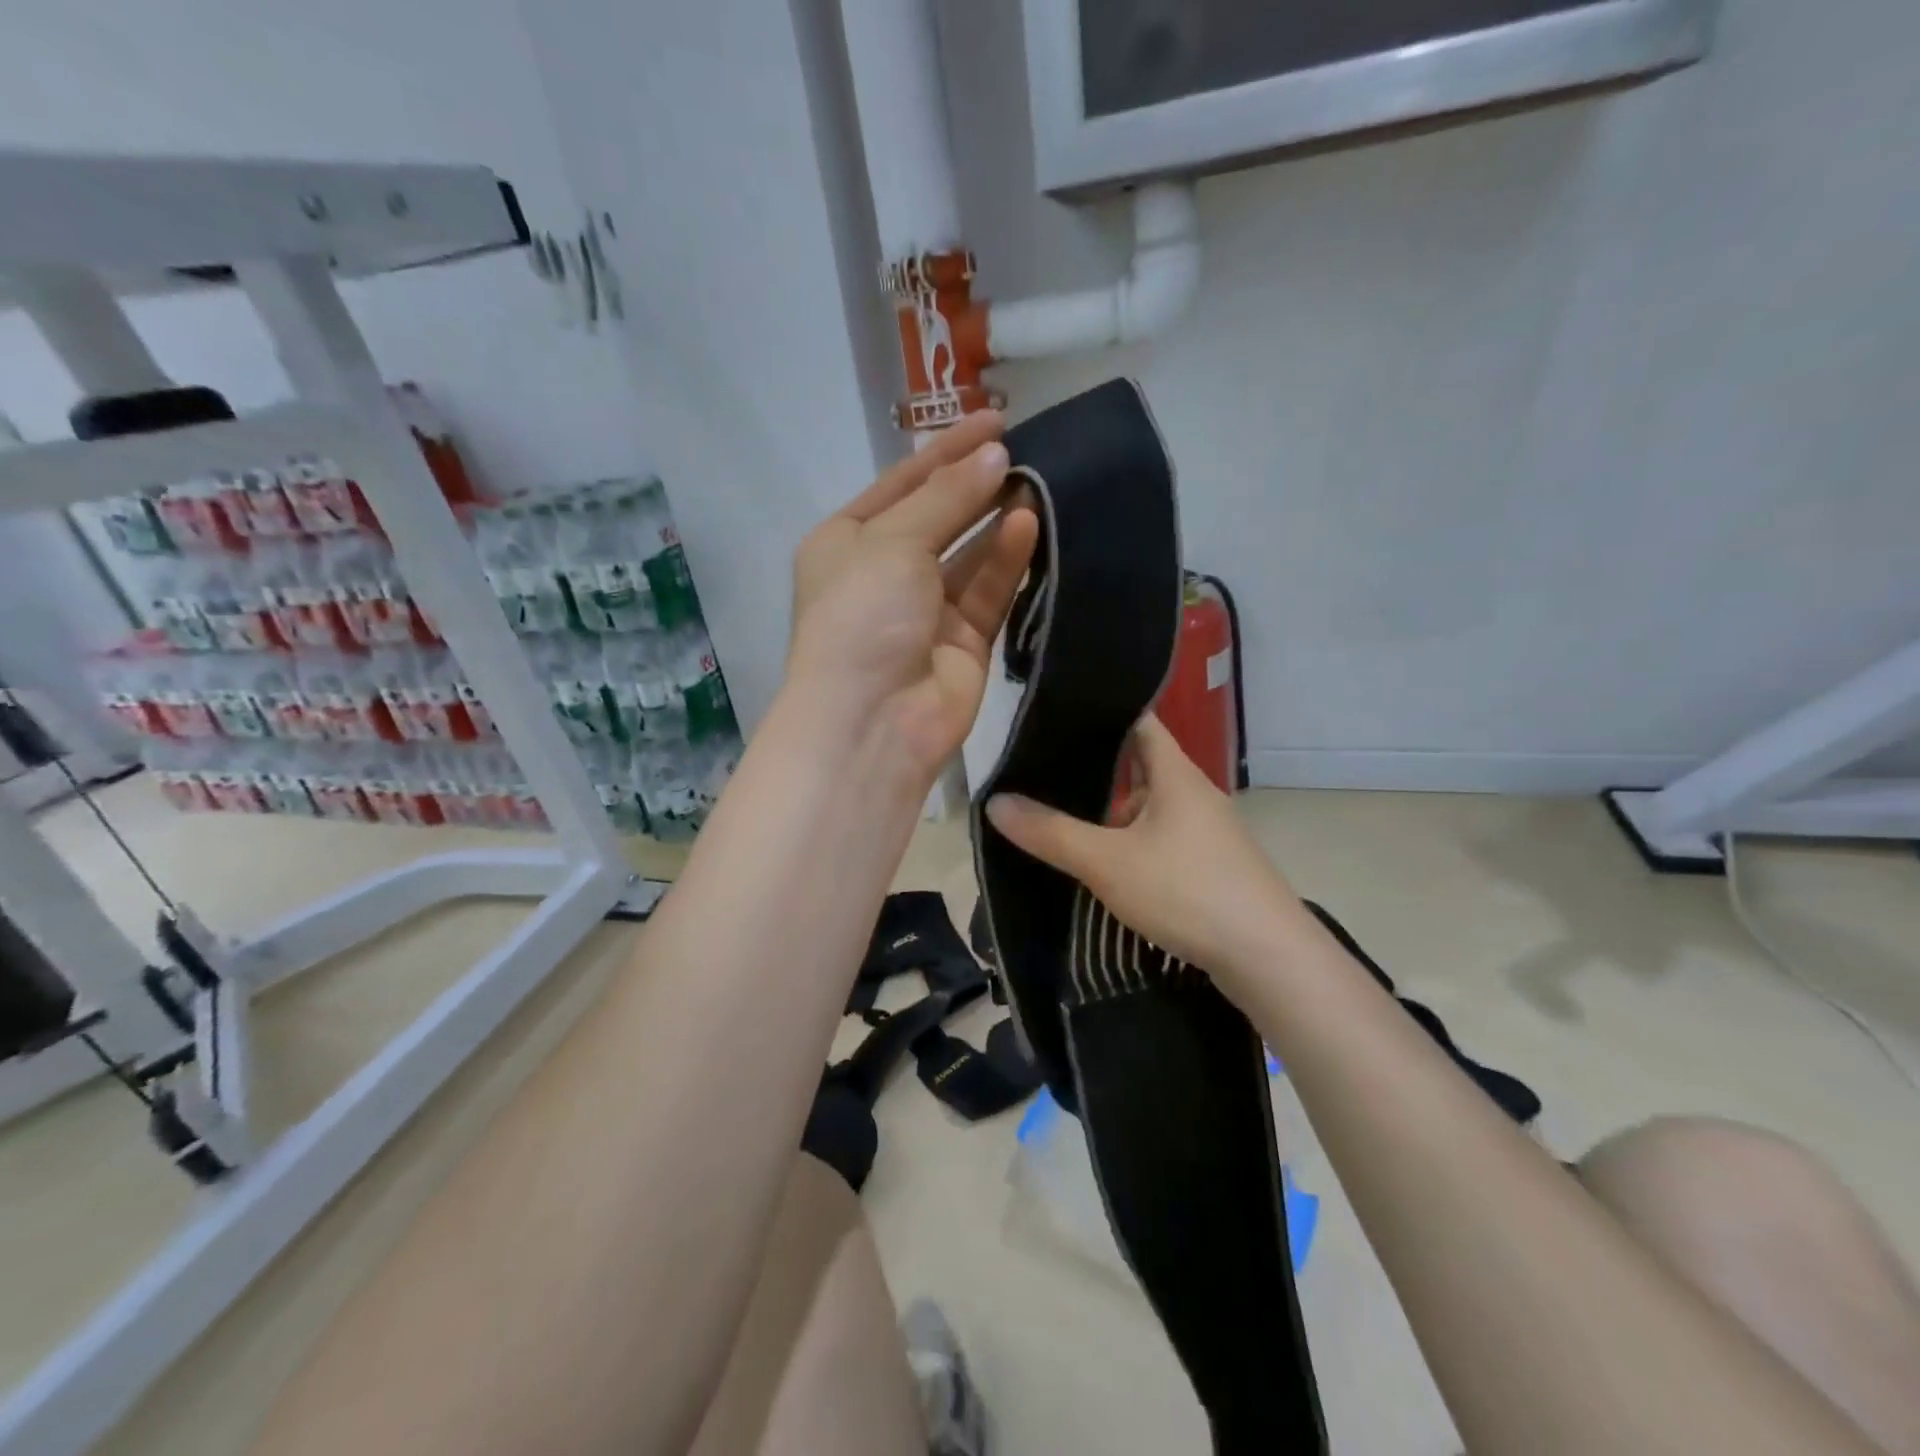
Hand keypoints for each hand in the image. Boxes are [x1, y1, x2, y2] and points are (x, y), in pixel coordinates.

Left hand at [786, 414, 1038, 780]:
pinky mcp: (963, 642)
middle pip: (937, 516)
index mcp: (846, 542)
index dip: (946, 450)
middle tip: (1026, 447)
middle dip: (975, 483)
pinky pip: (987, 592)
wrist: (873, 720)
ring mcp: (924, 611)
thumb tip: (996, 456)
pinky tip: (1029, 524)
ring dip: (997, 520)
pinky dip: (1006, 560)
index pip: (902, 483)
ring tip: (1037, 481)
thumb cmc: (863, 616)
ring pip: (969, 554)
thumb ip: (946, 497)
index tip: (996, 418)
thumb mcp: (892, 541)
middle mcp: (884, 573)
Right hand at [985, 715, 1304, 992]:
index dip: (1099, 712)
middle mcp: (1194, 792)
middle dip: (1093, 766)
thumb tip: (995, 802)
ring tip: (1057, 811)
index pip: (1137, 720)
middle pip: (1139, 763)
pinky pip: (1159, 837)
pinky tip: (1100, 858)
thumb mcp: (1107, 862)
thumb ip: (1050, 832)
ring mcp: (1205, 830)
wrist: (1268, 958)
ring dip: (1110, 809)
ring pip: (1148, 805)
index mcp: (1176, 773)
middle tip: (1039, 766)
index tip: (1054, 713)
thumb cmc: (1187, 891)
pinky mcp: (1209, 864)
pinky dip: (1128, 839)